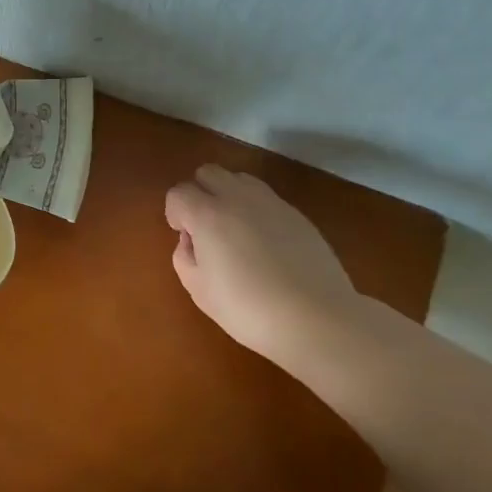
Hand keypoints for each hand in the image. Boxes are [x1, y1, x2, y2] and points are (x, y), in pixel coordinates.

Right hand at [164, 165, 362, 363]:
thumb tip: (191, 241)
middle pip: (208, 173)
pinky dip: (256, 210)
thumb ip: (184, 257)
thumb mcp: (199, 290)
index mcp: (207, 214)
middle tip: (205, 227)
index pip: (179, 193)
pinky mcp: (297, 214)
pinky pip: (266, 198)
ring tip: (235, 230)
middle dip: (199, 193)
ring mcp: (271, 203)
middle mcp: (237, 198)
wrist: (317, 319)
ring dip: (228, 195)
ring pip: (239, 179)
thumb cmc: (248, 308)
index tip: (185, 238)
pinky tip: (265, 244)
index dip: (175, 213)